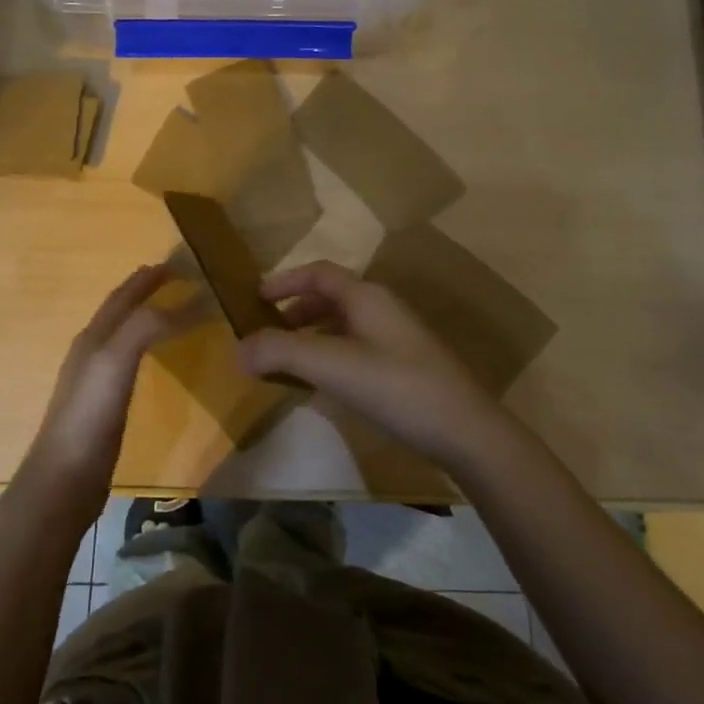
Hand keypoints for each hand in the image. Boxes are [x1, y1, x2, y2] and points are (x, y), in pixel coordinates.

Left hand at [21, 265, 182, 522]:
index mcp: (94, 336)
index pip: (123, 296)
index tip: (179, 262)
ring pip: (122, 334)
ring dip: (144, 316)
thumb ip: (146, 326)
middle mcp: (91, 350)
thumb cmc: (89, 415)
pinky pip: (127, 361)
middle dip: (144, 290)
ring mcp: (94, 379)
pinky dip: (144, 346)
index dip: (148, 278)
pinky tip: (151, 359)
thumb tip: (188, 301)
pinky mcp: (102, 405)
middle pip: (119, 310)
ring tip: (169, 310)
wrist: (64, 477)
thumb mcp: (116, 360)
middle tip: (176, 277)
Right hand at [236, 260, 520, 473]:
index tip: (255, 298)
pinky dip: (330, 358)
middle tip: (267, 334)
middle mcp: (382, 309)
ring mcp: (397, 339)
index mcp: (366, 297)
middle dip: (295, 312)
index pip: (319, 273)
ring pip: (343, 326)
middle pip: (330, 298)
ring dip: (311, 337)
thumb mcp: (331, 365)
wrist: (464, 430)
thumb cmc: (395, 386)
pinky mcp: (404, 368)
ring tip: (287, 362)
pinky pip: (356, 350)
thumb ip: (281, 352)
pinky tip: (321, 387)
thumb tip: (239, 349)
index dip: (285, 280)